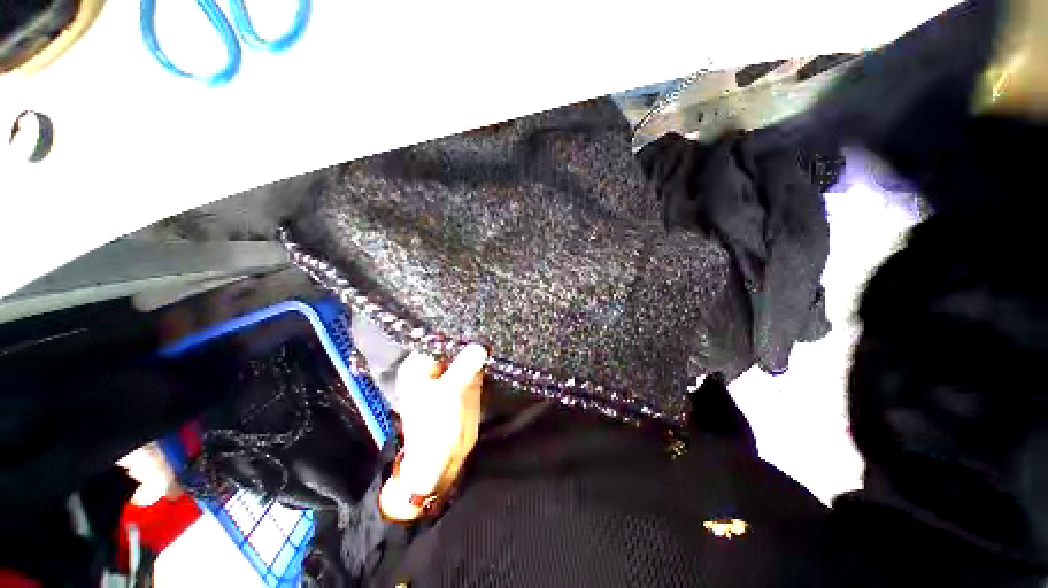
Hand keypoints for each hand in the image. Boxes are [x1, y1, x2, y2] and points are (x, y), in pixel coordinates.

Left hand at [378, 344, 487, 521]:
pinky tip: (492, 352)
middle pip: (452, 346)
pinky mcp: (462, 384)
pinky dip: (481, 360)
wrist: (441, 460)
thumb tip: (480, 346)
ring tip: (492, 335)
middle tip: (488, 328)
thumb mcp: (449, 394)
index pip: (438, 340)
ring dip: (476, 349)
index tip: (476, 324)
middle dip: (469, 339)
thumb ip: (464, 368)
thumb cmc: (436, 427)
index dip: (456, 332)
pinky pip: (473, 366)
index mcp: (419, 367)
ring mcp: (448, 376)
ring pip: (464, 354)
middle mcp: (433, 368)